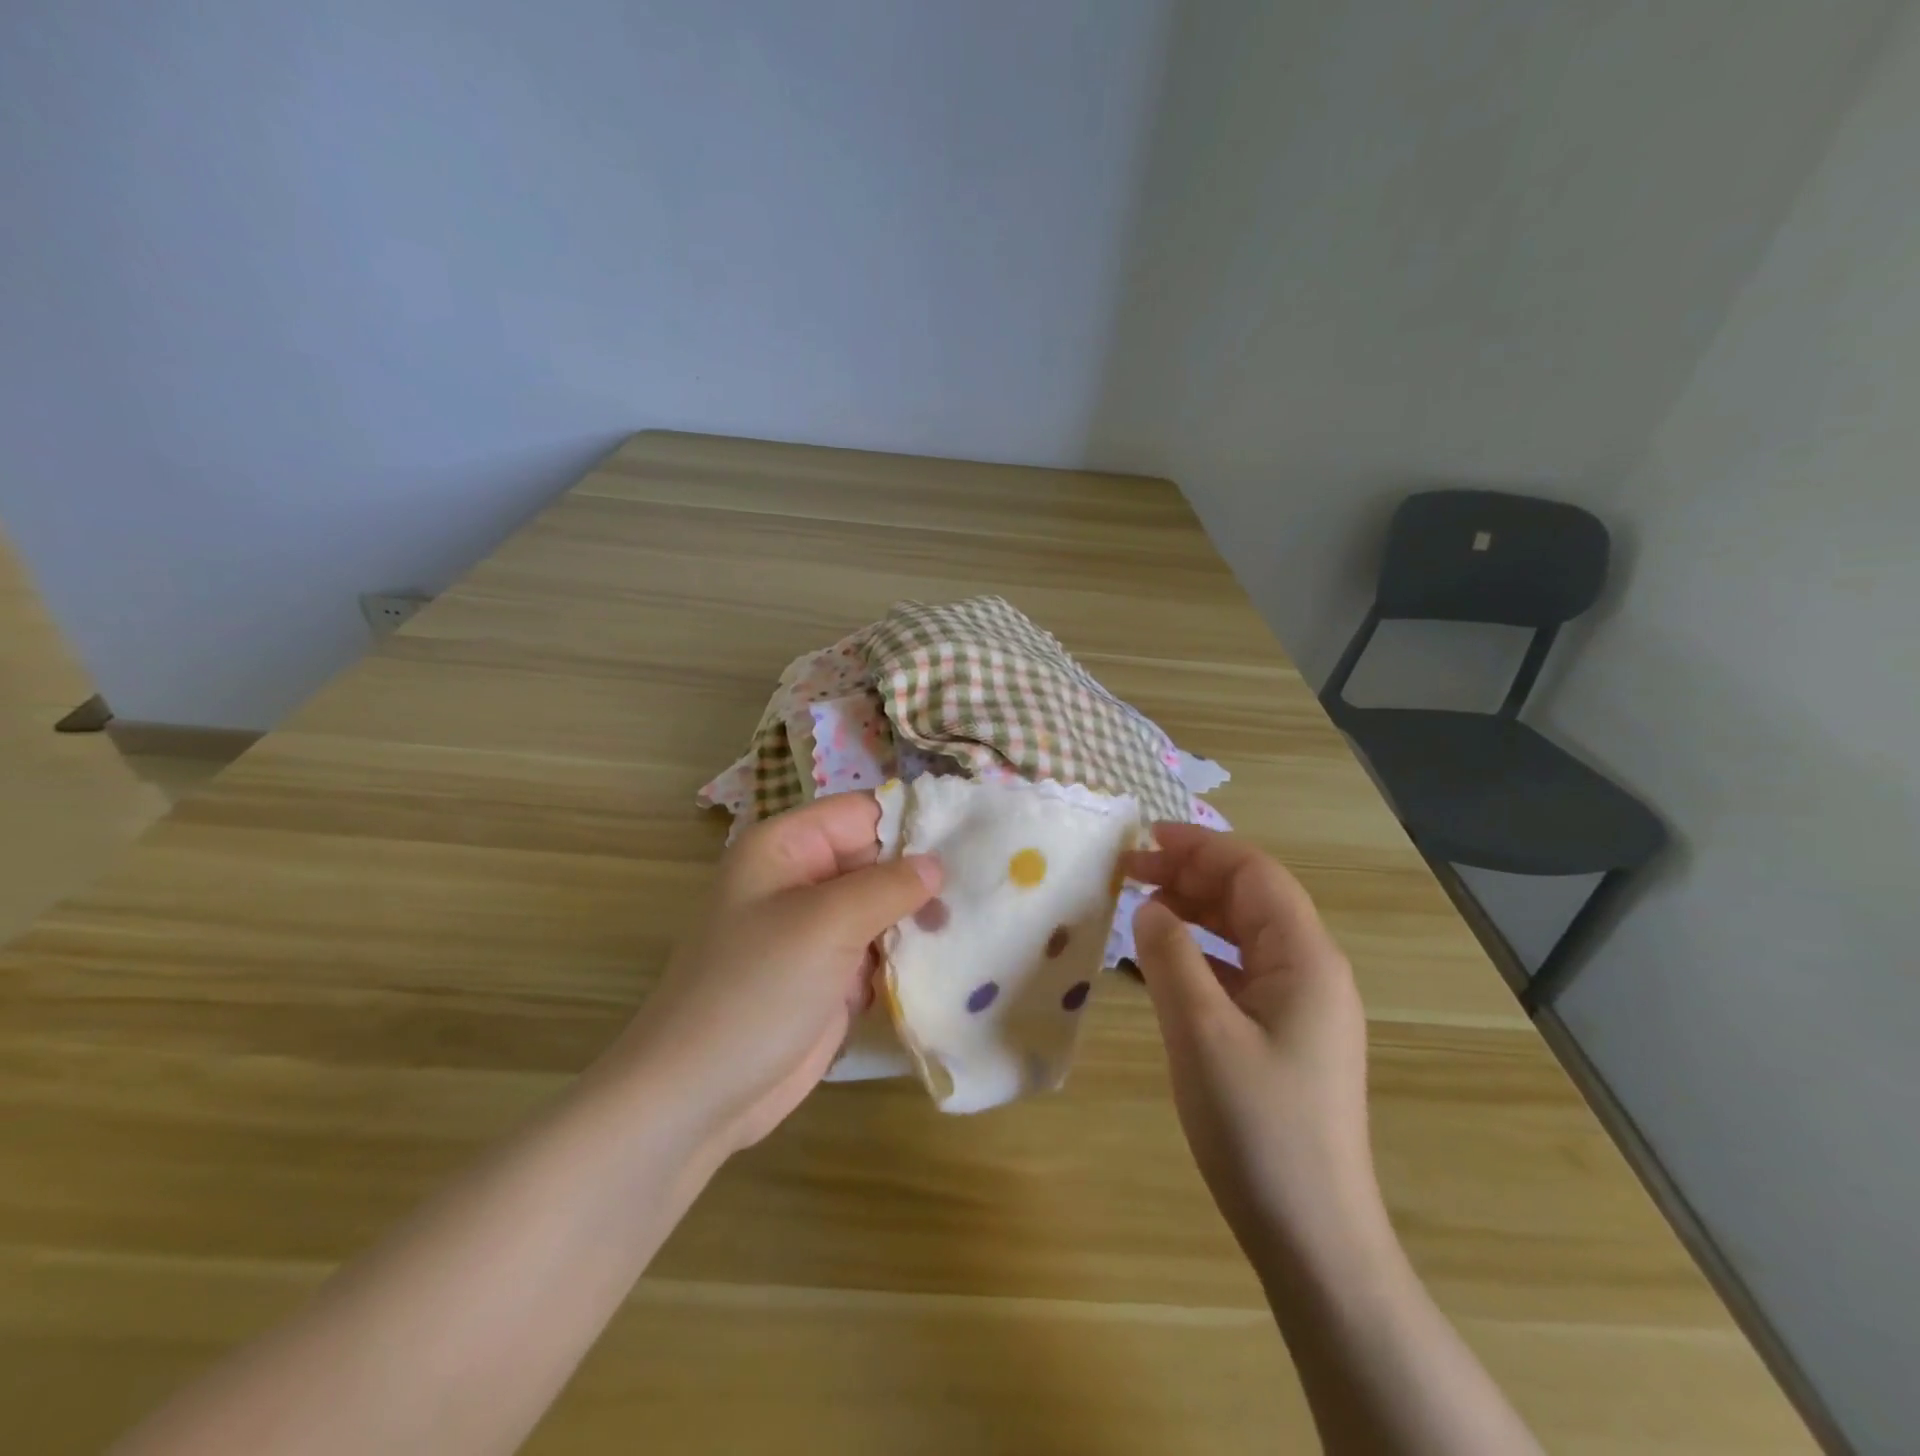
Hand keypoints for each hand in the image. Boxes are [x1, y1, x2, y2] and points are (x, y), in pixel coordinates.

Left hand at [615, 794, 940, 1156]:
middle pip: (876, 859)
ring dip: (919, 920)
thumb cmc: (756, 989)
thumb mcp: (826, 923)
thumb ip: (888, 885)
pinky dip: (907, 956)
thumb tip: (936, 863)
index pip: (862, 813)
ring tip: (969, 927)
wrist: (699, 1095)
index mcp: (786, 847)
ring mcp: (816, 930)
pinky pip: (878, 950)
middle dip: (921, 877)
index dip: (912, 822)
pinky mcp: (829, 975)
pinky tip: (947, 961)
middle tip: (979, 892)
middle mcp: (801, 880)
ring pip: (883, 907)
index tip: (970, 841)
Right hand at [1122, 824, 1376, 1257]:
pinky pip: (1243, 969)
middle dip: (1192, 874)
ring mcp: (1303, 1005)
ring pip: (1246, 932)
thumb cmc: (1257, 1127)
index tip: (1142, 840)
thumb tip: (1149, 907)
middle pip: (1252, 897)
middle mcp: (1312, 971)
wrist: (1312, 1235)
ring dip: (1197, 910)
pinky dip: (1203, 951)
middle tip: (1130, 873)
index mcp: (1306, 959)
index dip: (1199, 846)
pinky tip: (1169, 962)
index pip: (1253, 873)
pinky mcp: (1287, 1034)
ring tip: (1144, 907)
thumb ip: (1171, 957)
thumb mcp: (1201, 1032)